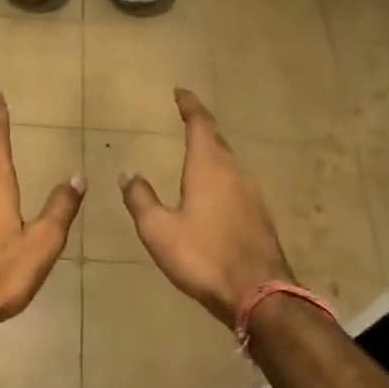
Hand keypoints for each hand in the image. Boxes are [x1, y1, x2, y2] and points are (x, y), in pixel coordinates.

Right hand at [121, 88, 293, 326]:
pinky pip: (237, 186)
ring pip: (229, 164)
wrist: (259, 294)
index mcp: (209, 168)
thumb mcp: (158, 230)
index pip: (200, 124)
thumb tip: (128, 173)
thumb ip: (141, 199)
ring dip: (212, 156)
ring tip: (195, 160)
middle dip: (201, 130)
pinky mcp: (260, 217)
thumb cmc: (203, 256)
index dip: (190, 106)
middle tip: (186, 123)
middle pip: (217, 142)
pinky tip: (213, 198)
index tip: (180, 93)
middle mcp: (234, 173)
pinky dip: (221, 180)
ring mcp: (252, 195)